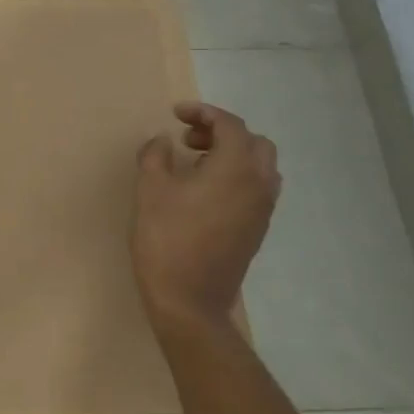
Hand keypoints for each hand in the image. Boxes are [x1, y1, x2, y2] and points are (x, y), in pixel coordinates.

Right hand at [133, 101, 280, 332]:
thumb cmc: (166, 238)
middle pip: (254, 142)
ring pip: (260, 166)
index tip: (176, 114)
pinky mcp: (257, 230)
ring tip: (194, 163)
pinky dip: (236, 176)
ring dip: (232, 154)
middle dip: (222, 132)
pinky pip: (256, 189)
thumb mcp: (150, 189)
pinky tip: (203, 191)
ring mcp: (262, 210)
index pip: (230, 125)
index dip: (203, 112)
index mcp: (236, 168)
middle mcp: (258, 184)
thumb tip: (162, 141)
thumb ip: (155, 156)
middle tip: (187, 139)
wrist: (189, 300)